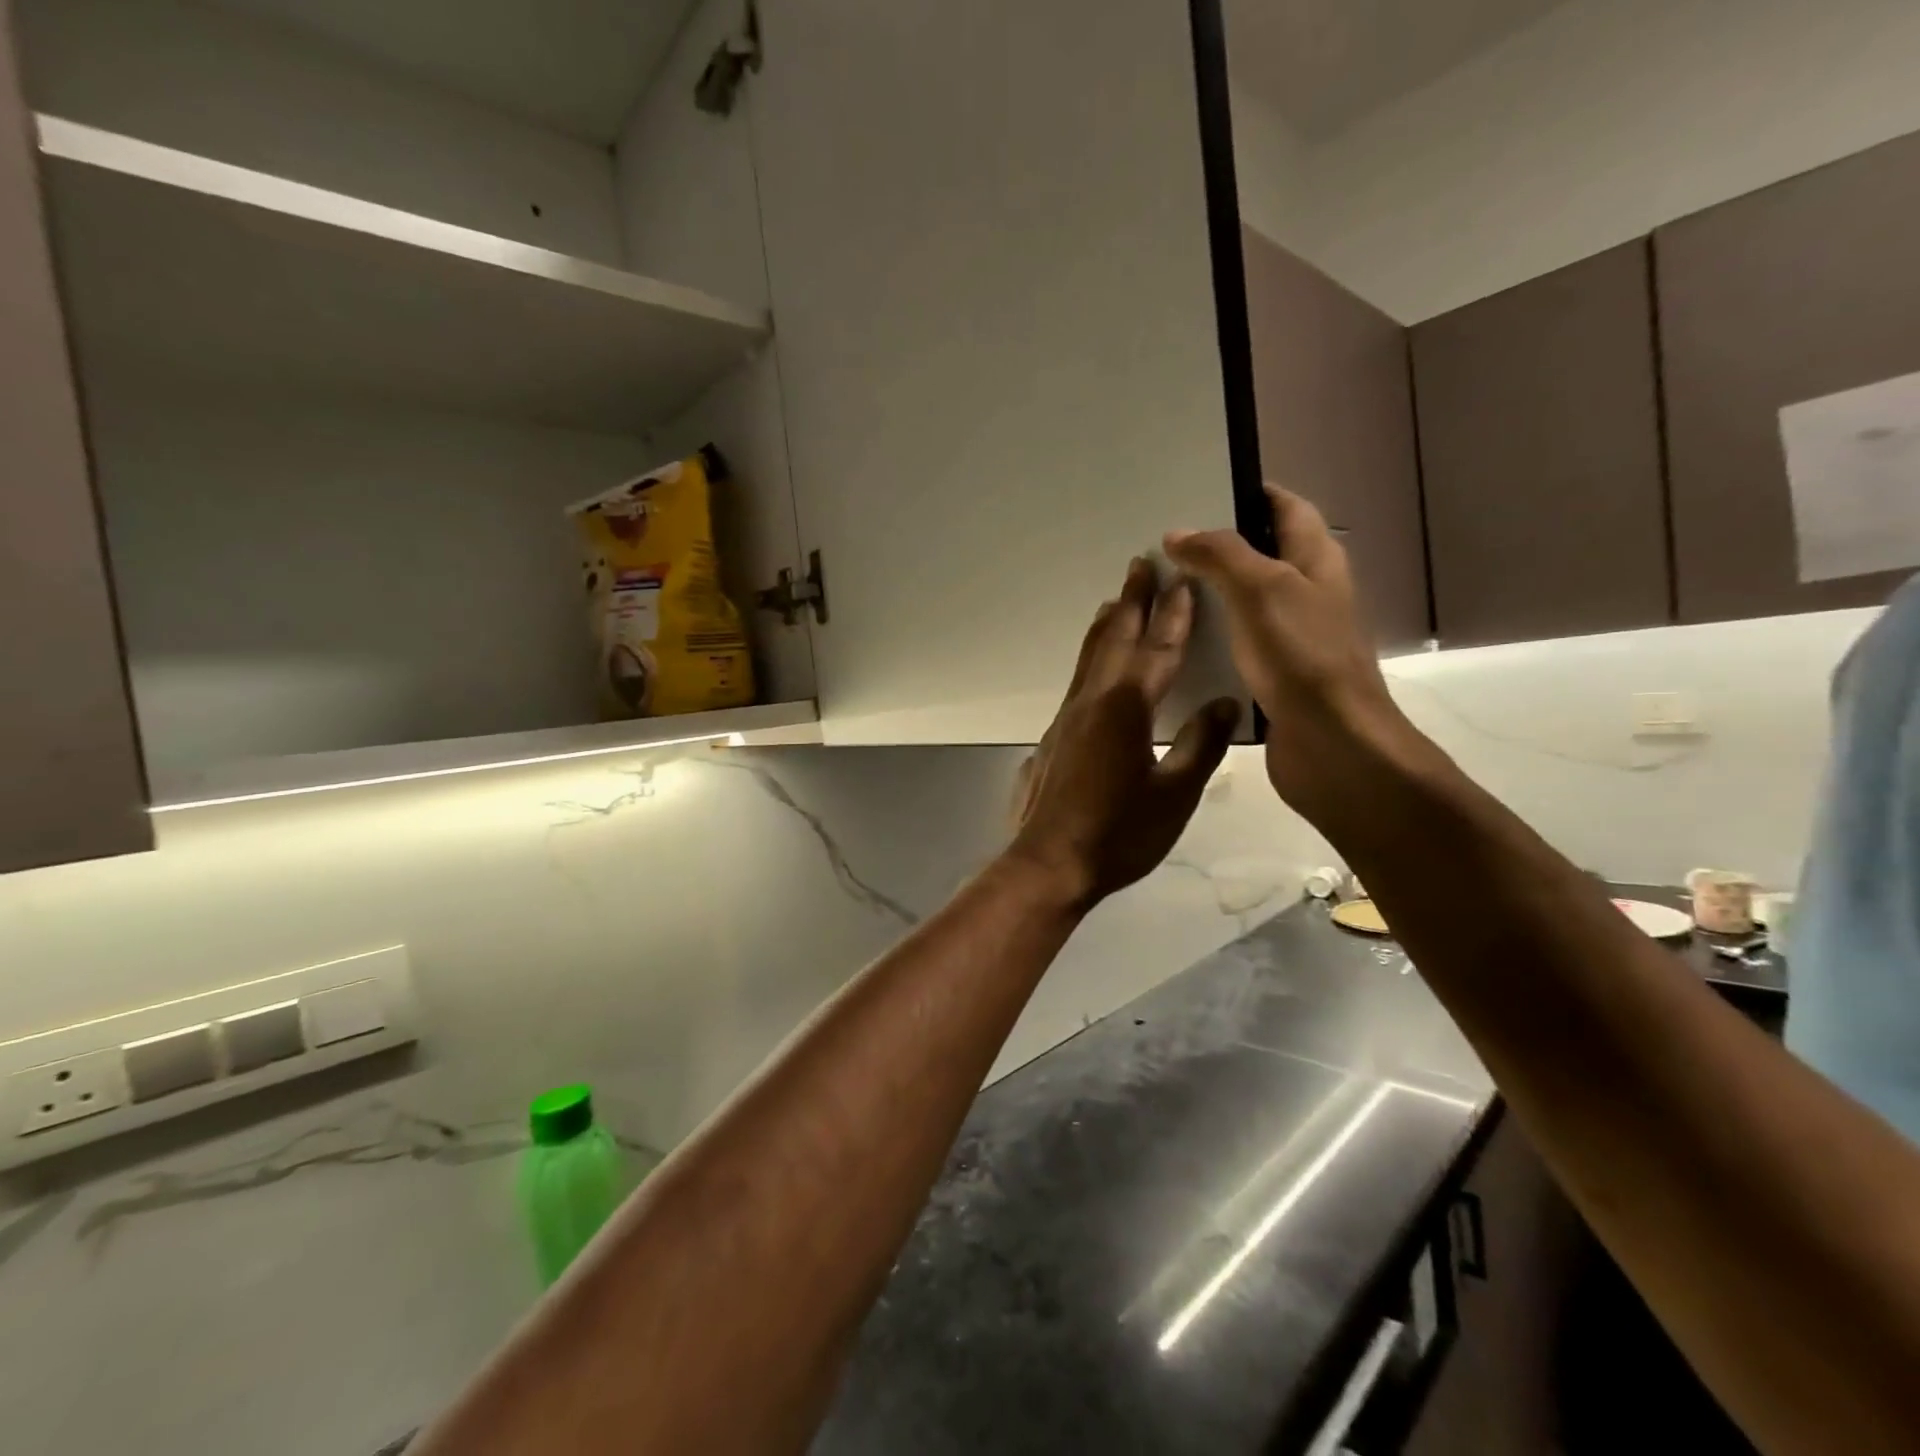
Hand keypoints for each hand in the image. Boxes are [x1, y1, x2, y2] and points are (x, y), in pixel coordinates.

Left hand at [1007, 558, 1239, 910]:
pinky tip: (1095, 662)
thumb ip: (1199, 745)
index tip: (1184, 582)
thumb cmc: (1119, 834)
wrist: (1050, 862)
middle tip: (1140, 564)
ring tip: (1115, 599)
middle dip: (1132, 601)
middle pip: (1116, 639)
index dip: (1174, 616)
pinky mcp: (1056, 735)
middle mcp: (1093, 701)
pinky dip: (1092, 656)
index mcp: (1126, 709)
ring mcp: (1069, 716)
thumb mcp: (1174, 795)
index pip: (1158, 651)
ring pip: (1091, 656)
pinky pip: (1079, 679)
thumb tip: (1223, 703)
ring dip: (1107, 623)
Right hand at [1164, 485, 1420, 824]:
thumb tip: (1178, 533)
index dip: (1250, 493)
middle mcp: (1308, 592)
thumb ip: (1220, 554)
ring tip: (1161, 588)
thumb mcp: (1261, 588)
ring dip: (1210, 593)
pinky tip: (1176, 642)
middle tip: (1164, 544)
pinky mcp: (1275, 675)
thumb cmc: (1302, 656)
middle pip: (1264, 553)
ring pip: (1246, 601)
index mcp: (1316, 560)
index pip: (1287, 508)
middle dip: (1218, 546)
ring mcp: (1293, 636)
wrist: (1331, 744)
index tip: (1200, 490)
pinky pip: (1238, 643)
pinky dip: (1211, 636)